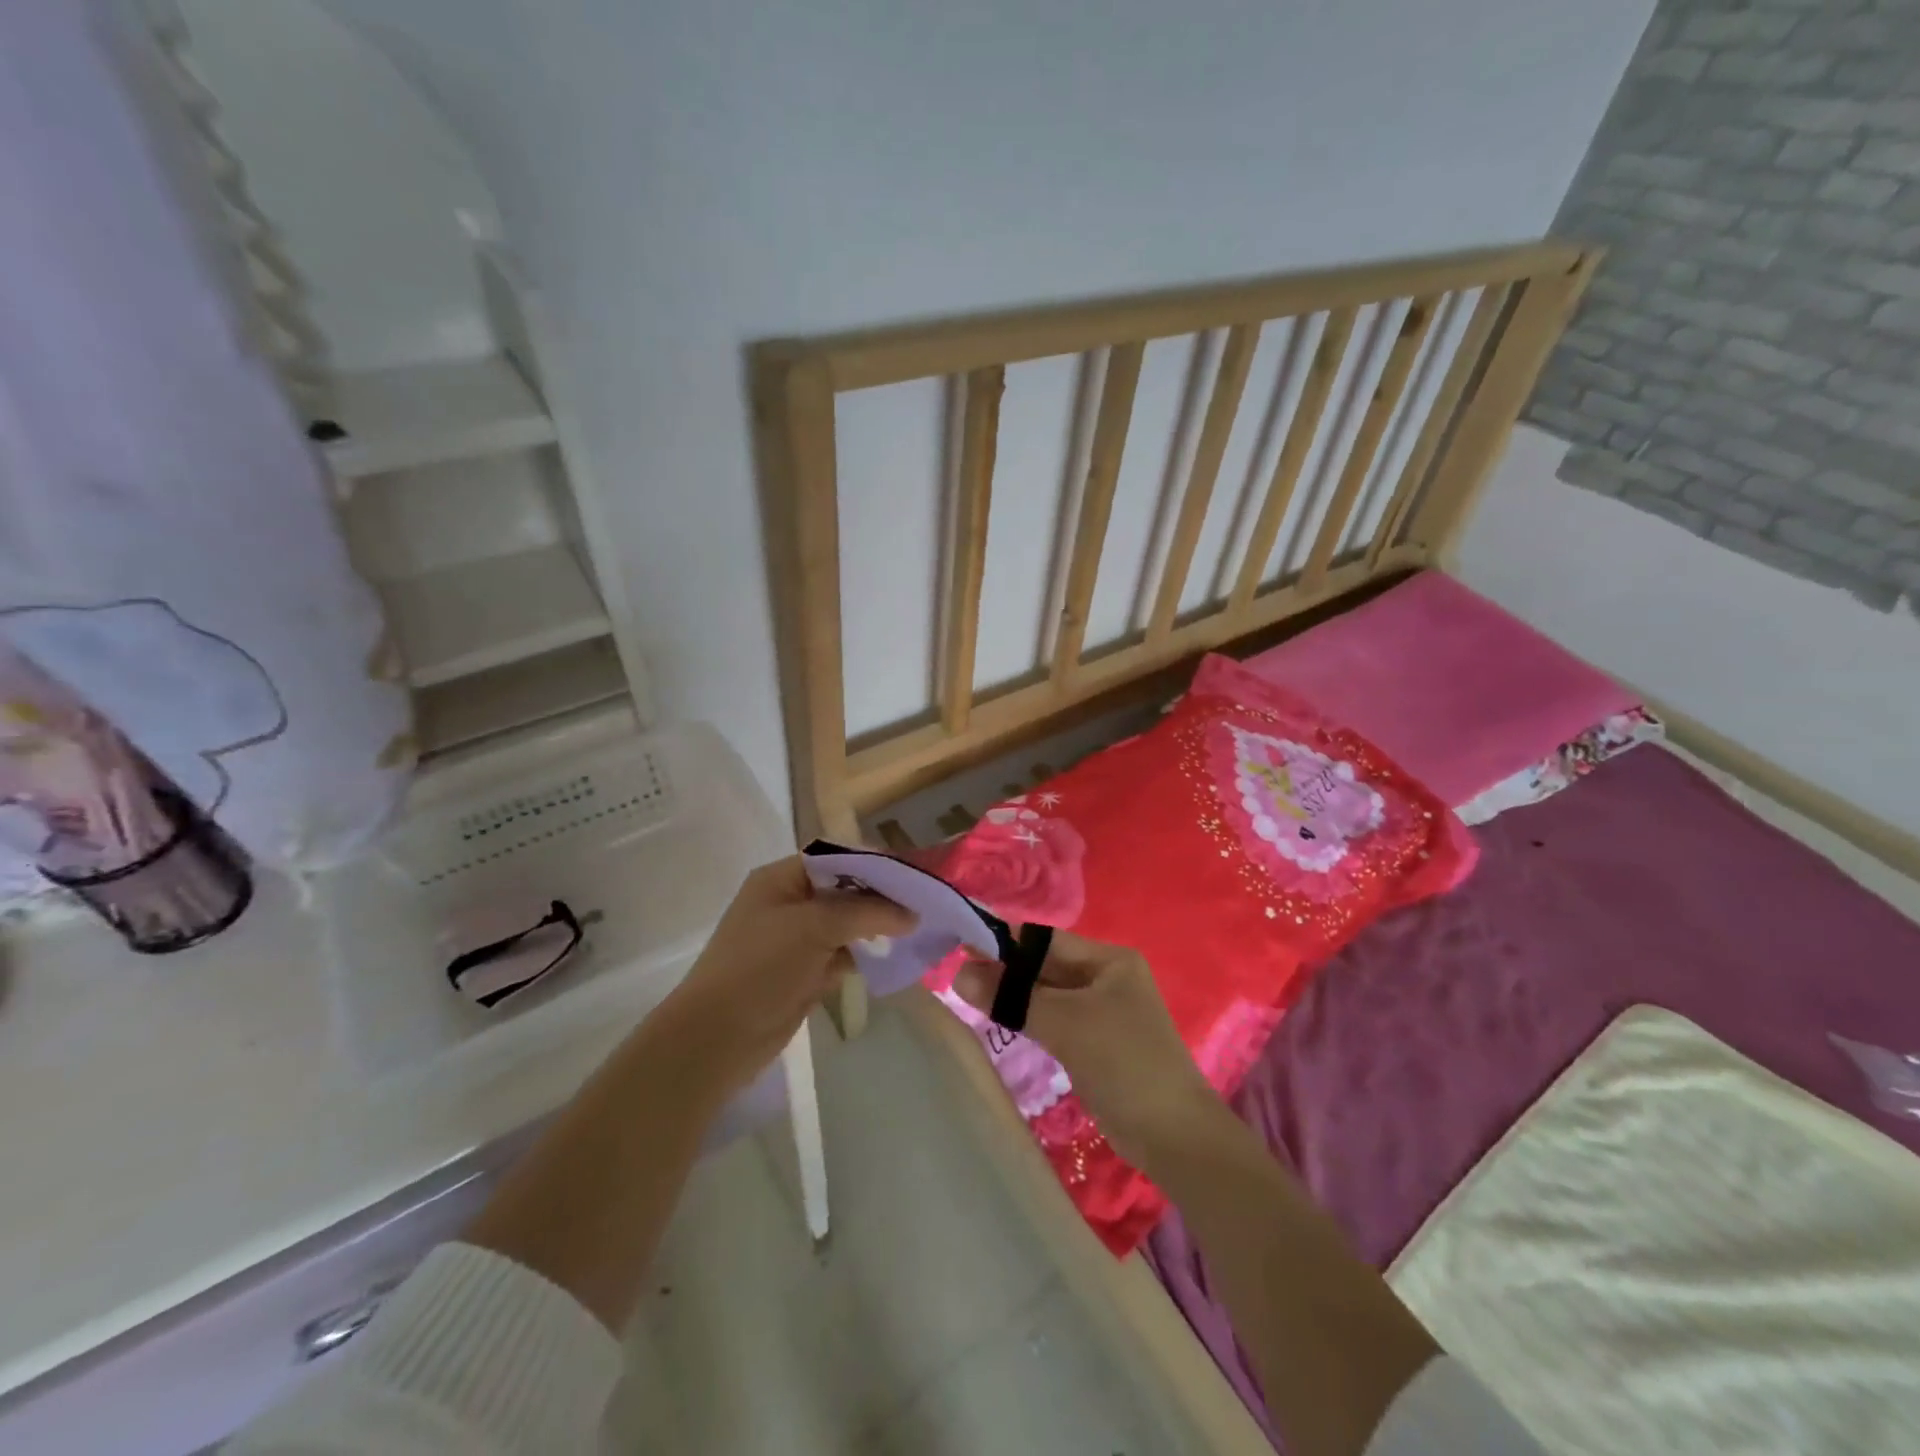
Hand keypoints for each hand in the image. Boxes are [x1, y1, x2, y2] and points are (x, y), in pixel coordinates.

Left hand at [658, 856, 915, 1093]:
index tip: (913, 874)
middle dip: (881, 895)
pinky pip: (843, 955)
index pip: (835, 857)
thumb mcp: (813, 927)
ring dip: (877, 926)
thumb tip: (911, 913)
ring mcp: (796, 940)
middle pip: (844, 889)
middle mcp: (789, 903)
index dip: (874, 863)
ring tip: (918, 928)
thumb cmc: (760, 968)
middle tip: (923, 903)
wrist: (716, 1039)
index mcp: (781, 879)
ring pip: (846, 924)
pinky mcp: (804, 973)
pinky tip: (895, 957)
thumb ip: (865, 912)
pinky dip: (866, 955)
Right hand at [952, 930, 1222, 1170]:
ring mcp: (1104, 1012)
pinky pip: (1055, 1020)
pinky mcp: (1098, 1044)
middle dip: (1005, 970)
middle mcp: (1107, 978)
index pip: (1045, 940)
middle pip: (1046, 967)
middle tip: (956, 973)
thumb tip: (959, 973)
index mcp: (1109, 959)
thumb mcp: (1065, 1023)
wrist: (1175, 1135)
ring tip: (969, 995)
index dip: (1004, 941)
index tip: (960, 944)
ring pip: (1048, 995)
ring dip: (1014, 996)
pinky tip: (1002, 1021)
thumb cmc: (1123, 1062)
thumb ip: (1012, 996)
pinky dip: (1029, 1019)